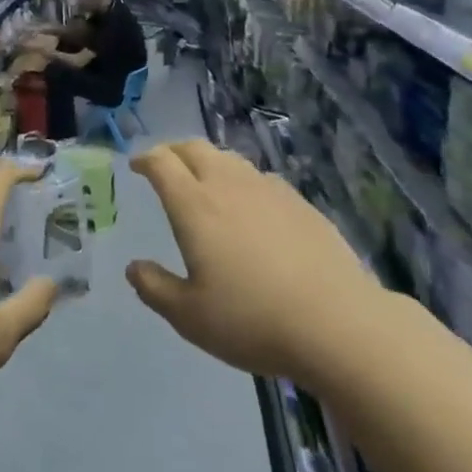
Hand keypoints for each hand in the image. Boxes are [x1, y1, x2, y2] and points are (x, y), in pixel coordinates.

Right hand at [127, 140, 380, 383]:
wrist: (337, 323)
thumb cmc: (252, 320)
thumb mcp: (189, 316)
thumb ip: (155, 288)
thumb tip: (134, 267)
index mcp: (195, 206)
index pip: (162, 164)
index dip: (145, 159)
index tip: (136, 165)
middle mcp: (228, 186)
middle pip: (195, 148)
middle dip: (173, 151)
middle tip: (164, 165)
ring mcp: (268, 190)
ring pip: (230, 159)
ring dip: (208, 161)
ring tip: (203, 180)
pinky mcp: (300, 203)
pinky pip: (260, 178)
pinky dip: (241, 180)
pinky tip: (249, 204)